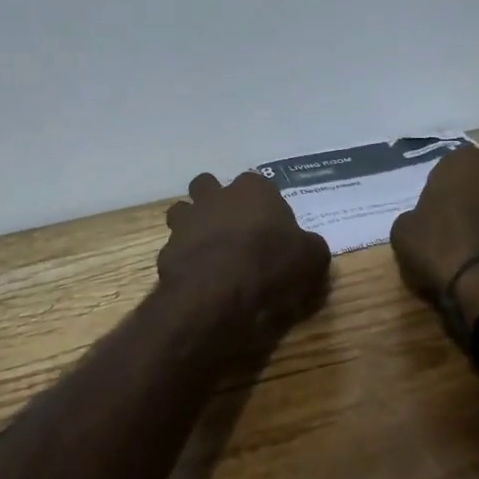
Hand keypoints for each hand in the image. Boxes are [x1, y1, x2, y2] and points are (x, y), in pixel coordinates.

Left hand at [158, 172, 331, 338]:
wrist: (218, 293)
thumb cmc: (270, 265)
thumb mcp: (311, 258)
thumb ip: (308, 246)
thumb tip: (307, 248)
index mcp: (253, 189)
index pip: (258, 184)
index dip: (264, 205)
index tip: (271, 228)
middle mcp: (215, 196)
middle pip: (208, 186)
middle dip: (216, 201)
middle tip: (232, 230)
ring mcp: (187, 221)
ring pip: (182, 211)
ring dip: (193, 225)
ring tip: (209, 251)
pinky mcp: (167, 250)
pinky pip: (175, 249)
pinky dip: (185, 260)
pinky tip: (198, 279)